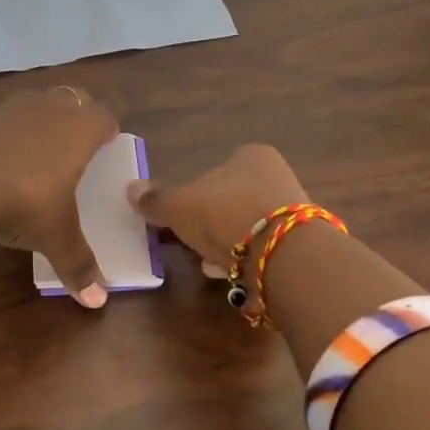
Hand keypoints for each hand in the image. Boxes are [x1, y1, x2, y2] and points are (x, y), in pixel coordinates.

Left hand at [0, 86, 119, 307]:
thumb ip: (78, 265)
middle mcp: (46, 111)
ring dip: (39, 122)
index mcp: (77, 131)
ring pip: (33, 105)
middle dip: (76, 117)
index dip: (107, 129)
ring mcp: (6, 110)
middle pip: (70, 100)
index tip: (108, 143)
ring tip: (37, 152)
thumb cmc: (22, 201)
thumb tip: (97, 301)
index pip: (103, 117)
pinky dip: (4, 137)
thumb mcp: (54, 237)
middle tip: (76, 144)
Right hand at [127, 144, 308, 278]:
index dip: (194, 194)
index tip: (180, 219)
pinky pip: (262, 248)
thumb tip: (129, 188)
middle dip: (211, 221)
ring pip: (247, 225)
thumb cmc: (227, 215)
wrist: (284, 255)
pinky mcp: (299, 243)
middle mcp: (277, 175)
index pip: (215, 169)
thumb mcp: (180, 207)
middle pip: (232, 198)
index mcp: (251, 155)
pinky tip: (229, 274)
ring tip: (206, 263)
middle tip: (190, 242)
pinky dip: (244, 258)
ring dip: (226, 242)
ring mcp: (292, 210)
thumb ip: (156, 200)